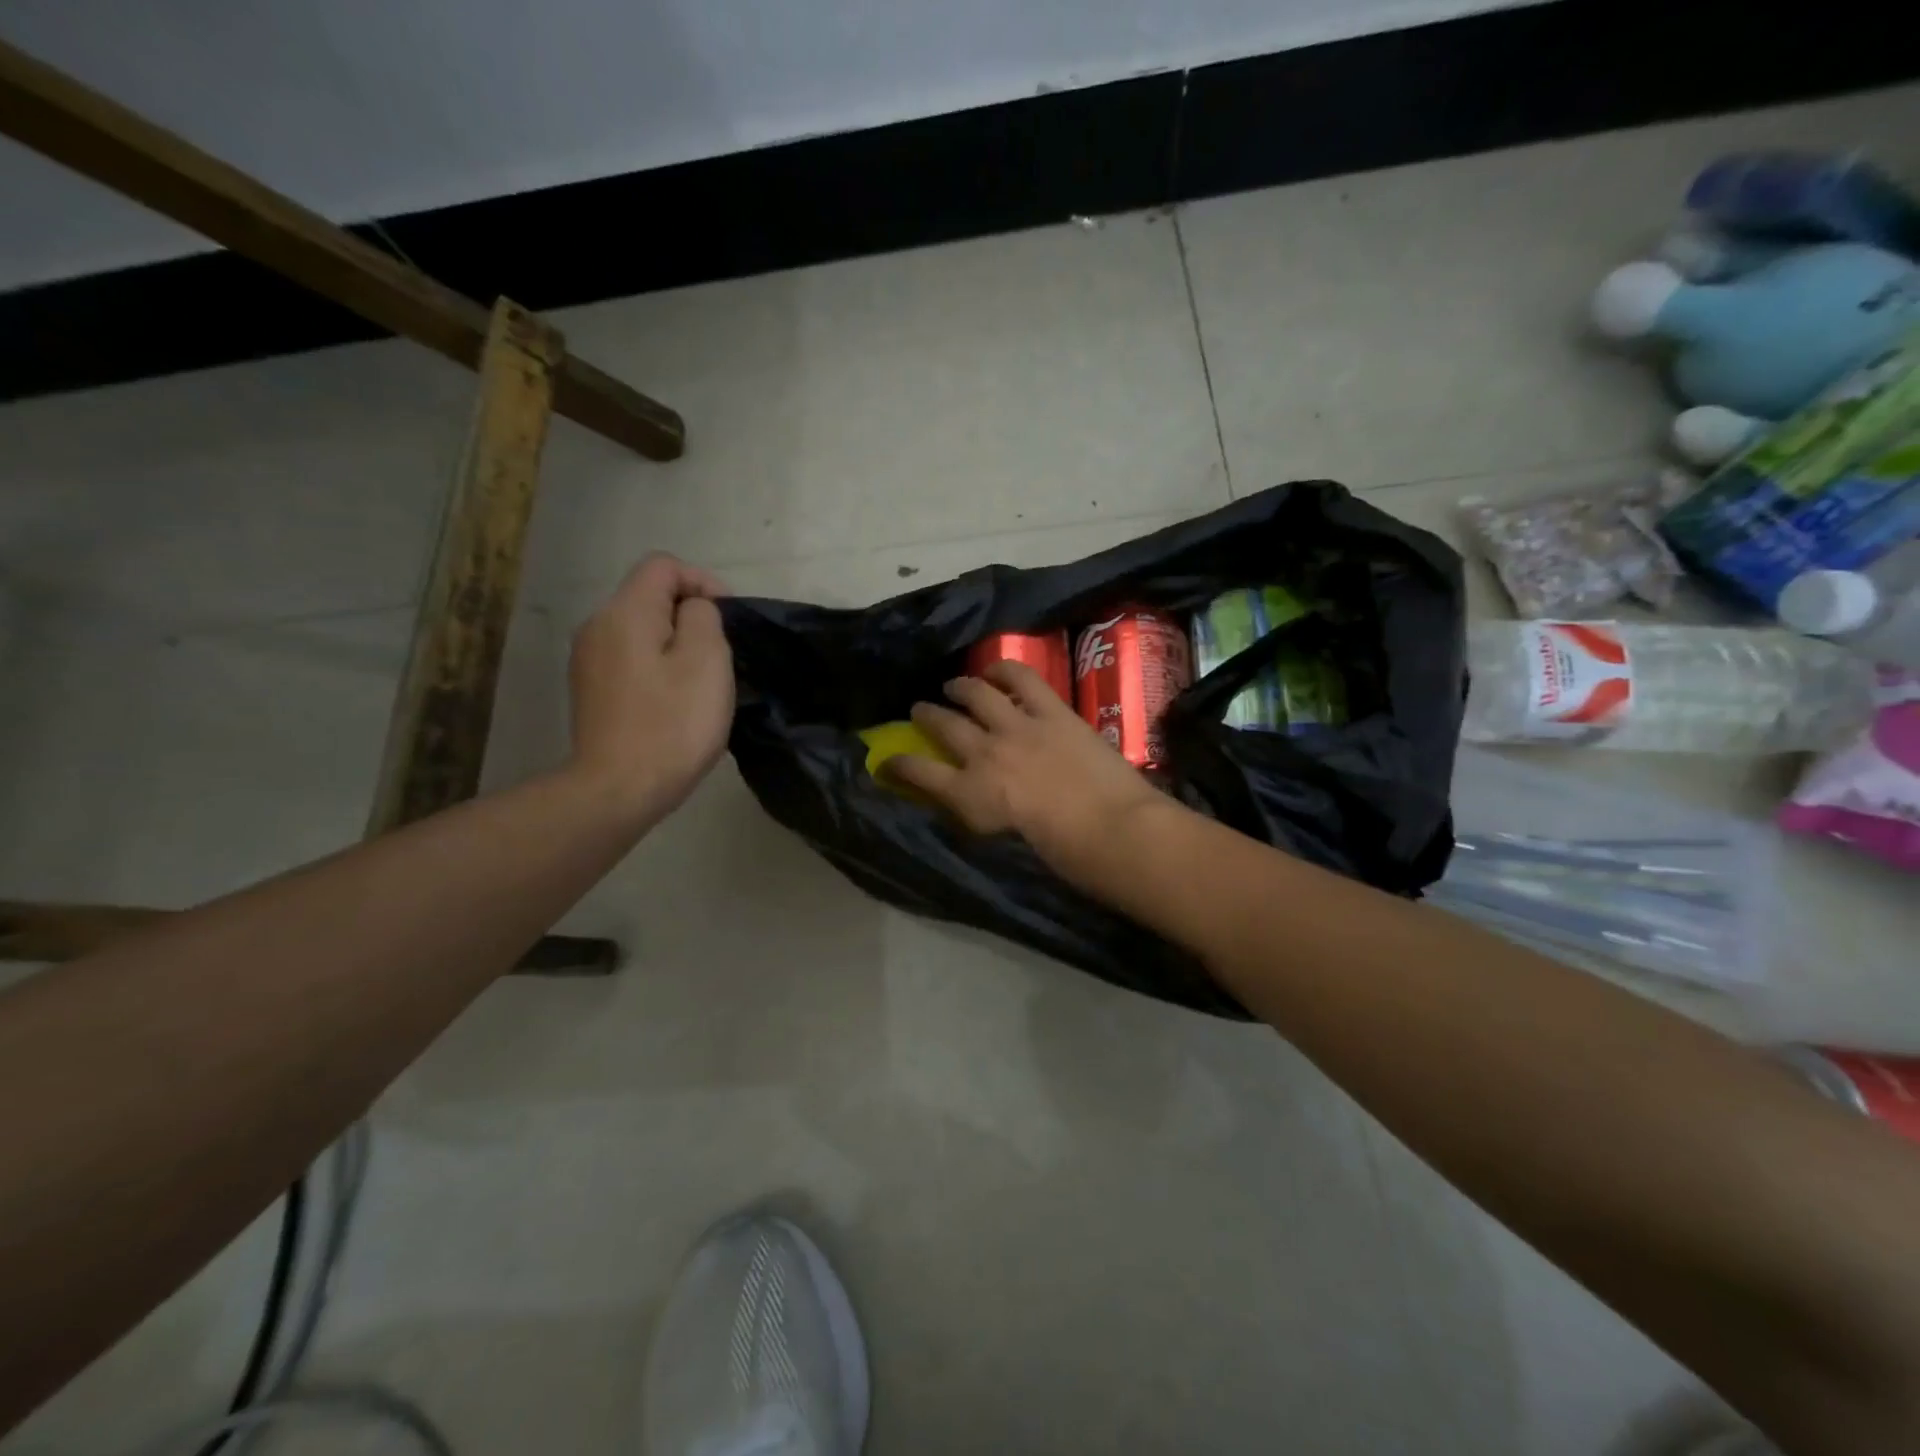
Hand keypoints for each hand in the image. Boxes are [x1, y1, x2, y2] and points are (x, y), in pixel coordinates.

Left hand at [568, 554, 733, 820]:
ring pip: (641, 630)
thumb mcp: (706, 660)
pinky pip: (631, 659)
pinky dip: (657, 667)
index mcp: (625, 612)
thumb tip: (693, 610)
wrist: (619, 790)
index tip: (728, 618)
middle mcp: (597, 626)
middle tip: (721, 655)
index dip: (703, 581)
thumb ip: (703, 617)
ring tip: (701, 682)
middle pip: (649, 596)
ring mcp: (588, 661)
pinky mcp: (590, 691)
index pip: (664, 566)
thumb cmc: (672, 724)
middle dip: (691, 615)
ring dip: (676, 644)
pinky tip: (674, 702)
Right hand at [889, 661, 1169, 878]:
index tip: (883, 763)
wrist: (1112, 830)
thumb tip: (967, 803)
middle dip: (925, 716)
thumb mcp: (1003, 847)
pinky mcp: (1052, 712)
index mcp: (969, 795)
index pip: (917, 774)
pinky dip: (1005, 670)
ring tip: (954, 685)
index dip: (896, 766)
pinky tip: (996, 670)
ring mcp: (1018, 727)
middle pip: (943, 725)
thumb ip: (979, 819)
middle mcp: (984, 753)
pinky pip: (1022, 679)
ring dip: (960, 687)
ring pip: (976, 694)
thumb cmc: (1061, 856)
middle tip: (919, 711)